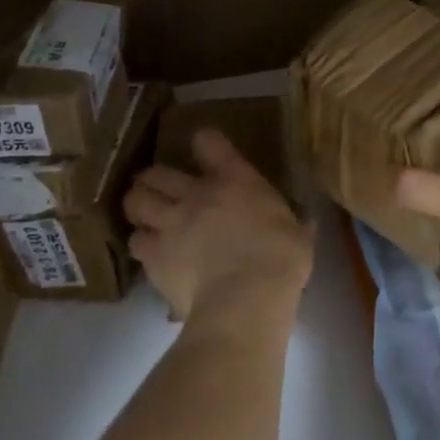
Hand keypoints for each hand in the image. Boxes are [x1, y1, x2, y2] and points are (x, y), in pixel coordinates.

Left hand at [125, 128, 313, 326]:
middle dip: (155, 178)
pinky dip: (141, 244)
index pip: (208, 142)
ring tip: (145, 215)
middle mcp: (196, 193)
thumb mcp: (298, 233)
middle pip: (158, 171)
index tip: (205, 151)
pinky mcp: (154, 256)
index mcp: (235, 179)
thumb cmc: (281, 259)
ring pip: (136, 200)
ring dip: (139, 205)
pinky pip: (135, 242)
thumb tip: (303, 221)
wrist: (247, 297)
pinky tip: (150, 253)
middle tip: (161, 188)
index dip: (204, 144)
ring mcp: (170, 223)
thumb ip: (295, 221)